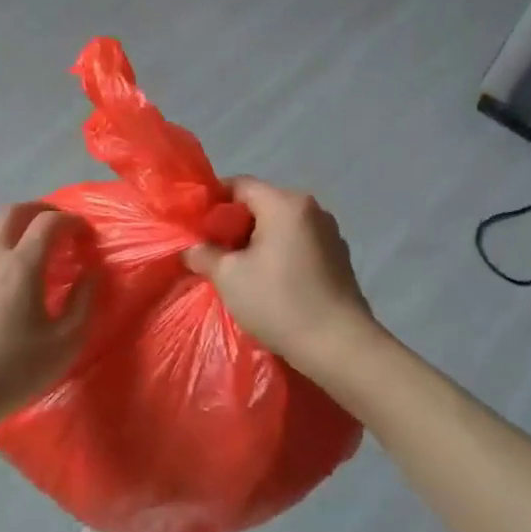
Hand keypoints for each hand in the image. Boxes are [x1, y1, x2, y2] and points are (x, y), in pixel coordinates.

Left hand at [0, 203, 93, 441]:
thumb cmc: (13, 371)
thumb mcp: (64, 343)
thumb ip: (82, 302)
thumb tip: (90, 274)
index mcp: (21, 265)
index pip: (49, 223)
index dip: (72, 221)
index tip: (85, 235)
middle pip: (13, 211)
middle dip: (40, 210)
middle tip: (58, 225)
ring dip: (11, 223)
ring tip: (27, 240)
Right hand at [183, 178, 375, 369]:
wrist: (338, 346)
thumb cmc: (278, 302)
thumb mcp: (228, 277)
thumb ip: (203, 254)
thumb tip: (191, 248)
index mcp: (285, 204)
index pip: (239, 185)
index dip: (212, 202)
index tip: (195, 228)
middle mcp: (312, 209)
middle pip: (261, 204)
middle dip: (233, 225)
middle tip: (212, 252)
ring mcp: (330, 234)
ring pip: (280, 226)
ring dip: (257, 242)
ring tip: (238, 270)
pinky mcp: (339, 258)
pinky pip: (298, 244)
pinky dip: (279, 254)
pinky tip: (269, 282)